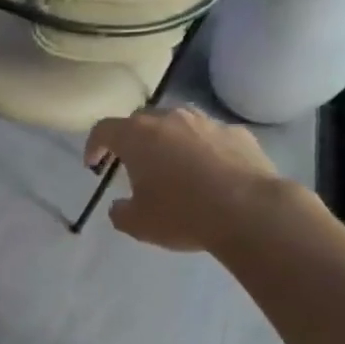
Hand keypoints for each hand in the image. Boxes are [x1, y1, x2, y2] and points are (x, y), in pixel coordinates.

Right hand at [84, 106, 286, 252]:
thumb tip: (119, 207)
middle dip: (132, 139)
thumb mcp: (139, 224)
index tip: (93, 164)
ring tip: (173, 165)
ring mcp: (206, 122)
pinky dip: (204, 149)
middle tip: (132, 164)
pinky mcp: (238, 133)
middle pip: (141, 120)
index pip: (104, 129)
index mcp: (137, 136)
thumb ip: (121, 213)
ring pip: (178, 123)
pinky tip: (212, 173)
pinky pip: (211, 136)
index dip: (94, 145)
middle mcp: (169, 119)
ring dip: (169, 140)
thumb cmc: (183, 214)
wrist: (251, 211)